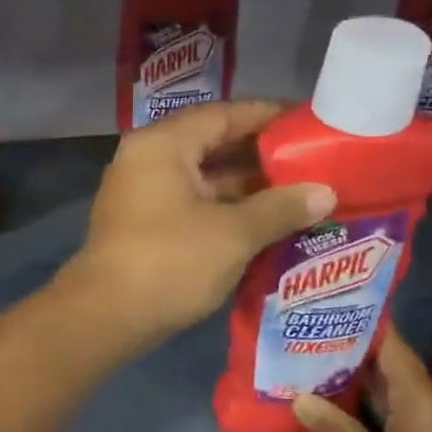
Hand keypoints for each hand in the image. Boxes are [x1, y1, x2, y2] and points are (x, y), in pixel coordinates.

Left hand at [57, 102, 334, 353]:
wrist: (106, 316)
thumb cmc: (170, 262)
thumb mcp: (234, 233)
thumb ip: (280, 208)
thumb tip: (325, 193)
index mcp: (162, 145)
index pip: (222, 115)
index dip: (267, 117)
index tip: (308, 124)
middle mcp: (146, 160)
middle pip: (211, 145)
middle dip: (260, 156)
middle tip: (312, 163)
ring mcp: (140, 195)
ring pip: (201, 180)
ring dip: (245, 189)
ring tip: (299, 195)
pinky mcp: (142, 226)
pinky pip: (190, 205)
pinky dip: (224, 211)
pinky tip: (264, 224)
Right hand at [293, 327, 431, 431]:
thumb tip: (299, 397)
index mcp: (417, 396)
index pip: (387, 340)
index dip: (356, 318)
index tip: (320, 303)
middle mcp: (427, 399)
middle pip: (383, 360)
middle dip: (343, 346)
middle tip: (297, 333)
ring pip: (387, 385)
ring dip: (351, 375)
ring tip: (306, 362)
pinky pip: (395, 406)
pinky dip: (365, 399)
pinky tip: (335, 405)